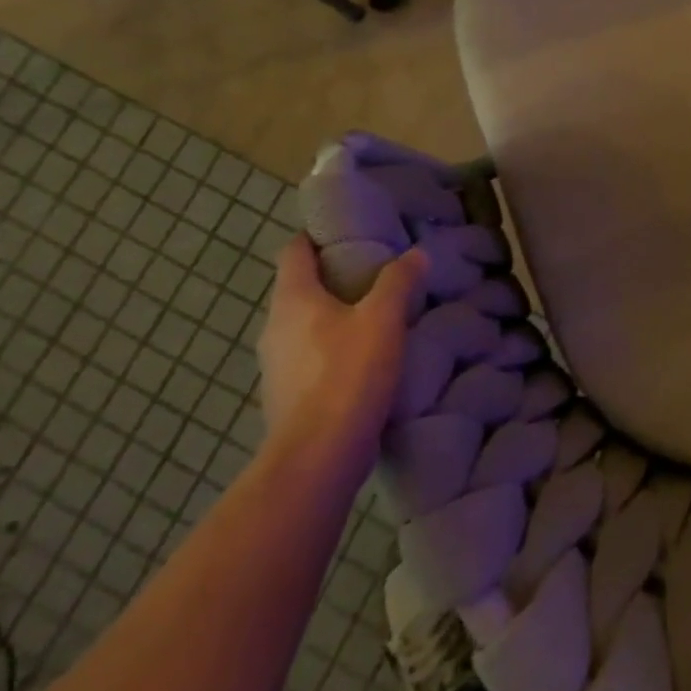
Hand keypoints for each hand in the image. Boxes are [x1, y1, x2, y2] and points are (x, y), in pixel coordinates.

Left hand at [257, 238, 427, 472]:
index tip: (350, 232)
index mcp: (293, 299)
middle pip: (300, 287)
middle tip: (375, 272)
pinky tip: (364, 361)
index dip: (318, 236)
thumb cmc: (347, 375)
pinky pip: (309, 358)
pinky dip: (332, 350)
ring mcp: (276, 366)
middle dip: (334, 277)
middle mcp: (275, 327)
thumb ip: (399, 281)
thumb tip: (415, 254)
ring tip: (375, 316)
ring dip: (334, 316)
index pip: (294, 250)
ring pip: (305, 325)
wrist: (317, 459)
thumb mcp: (384, 319)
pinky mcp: (286, 398)